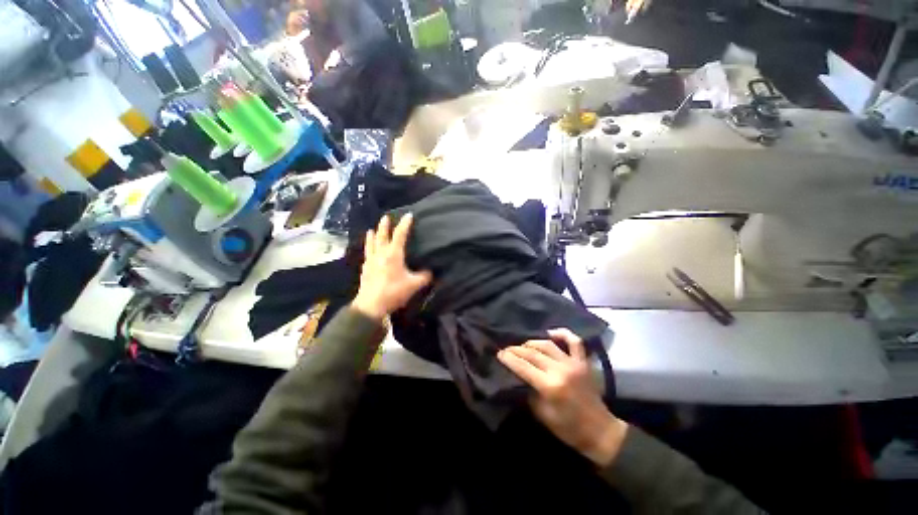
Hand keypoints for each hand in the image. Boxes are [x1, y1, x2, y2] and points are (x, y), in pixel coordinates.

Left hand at [352, 214, 431, 321]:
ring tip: (371, 229)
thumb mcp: (414, 285)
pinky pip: (367, 253)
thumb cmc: (394, 292)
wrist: (371, 305)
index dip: (405, 224)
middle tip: (386, 216)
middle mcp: (381, 253)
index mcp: (393, 254)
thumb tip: (431, 272)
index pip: (400, 235)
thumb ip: (424, 277)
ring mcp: (371, 260)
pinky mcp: (365, 268)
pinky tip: (368, 249)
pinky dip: (368, 247)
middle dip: (385, 225)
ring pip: (371, 243)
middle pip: (382, 235)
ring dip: (373, 234)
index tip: (409, 215)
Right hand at [498, 329, 627, 466]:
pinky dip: (562, 334)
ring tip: (523, 346)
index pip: (523, 366)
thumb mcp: (542, 415)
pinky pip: (574, 341)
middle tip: (506, 349)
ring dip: (532, 343)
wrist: (600, 431)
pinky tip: (550, 333)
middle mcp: (561, 370)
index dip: (509, 359)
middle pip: (533, 353)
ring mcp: (573, 363)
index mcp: (550, 386)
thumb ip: (529, 392)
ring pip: (547, 344)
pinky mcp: (583, 362)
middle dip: (516, 349)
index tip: (499, 353)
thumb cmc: (568, 428)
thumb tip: (519, 377)